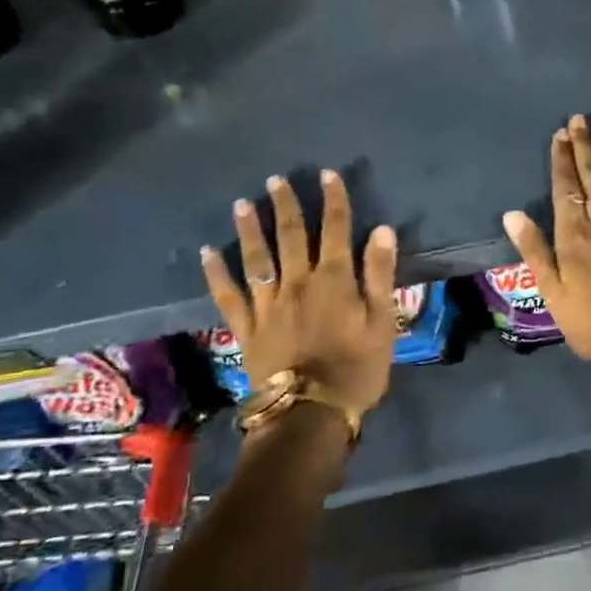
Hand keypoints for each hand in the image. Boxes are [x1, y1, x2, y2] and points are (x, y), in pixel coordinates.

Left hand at [201, 171, 399, 420]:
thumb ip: (380, 275)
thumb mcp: (383, 322)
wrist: (310, 415)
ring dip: (249, 229)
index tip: (328, 175)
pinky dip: (216, 273)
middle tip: (276, 179)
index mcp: (334, 280)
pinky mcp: (247, 329)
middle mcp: (297, 283)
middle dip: (285, 205)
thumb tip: (382, 230)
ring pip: (256, 259)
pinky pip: (228, 296)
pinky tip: (207, 253)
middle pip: (291, 236)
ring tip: (242, 203)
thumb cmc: (357, 369)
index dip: (334, 201)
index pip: (335, 230)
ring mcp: (268, 305)